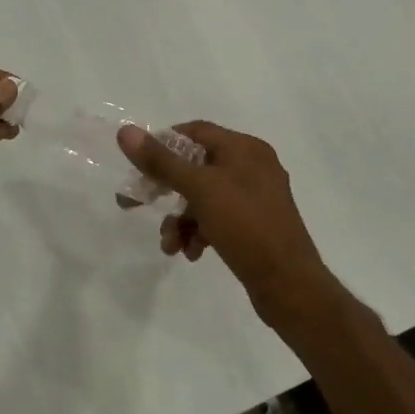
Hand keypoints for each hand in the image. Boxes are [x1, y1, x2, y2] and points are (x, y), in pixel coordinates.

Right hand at [117, 121, 342, 329]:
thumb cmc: (245, 225)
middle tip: (133, 204)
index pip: (194, 132)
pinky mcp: (255, 225)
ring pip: (203, 198)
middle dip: (165, 190)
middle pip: (195, 167)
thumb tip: (126, 131)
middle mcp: (252, 166)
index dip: (162, 145)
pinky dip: (199, 232)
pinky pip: (217, 219)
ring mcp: (255, 197)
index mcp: (245, 148)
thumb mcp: (199, 189)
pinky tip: (191, 253)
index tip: (137, 166)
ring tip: (170, 245)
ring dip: (180, 220)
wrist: (288, 282)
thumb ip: (161, 161)